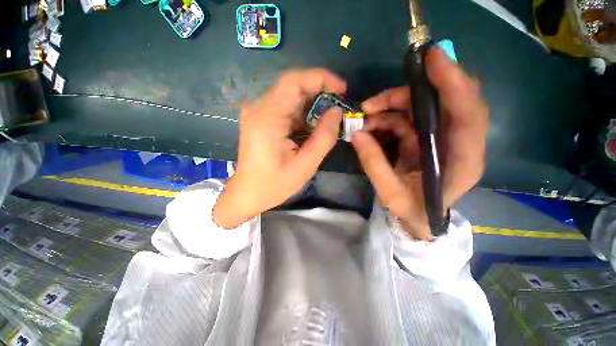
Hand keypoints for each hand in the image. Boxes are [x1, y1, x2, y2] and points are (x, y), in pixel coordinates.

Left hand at [213, 69, 346, 227]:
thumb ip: (324, 137)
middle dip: (319, 90)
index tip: (341, 88)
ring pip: (289, 95)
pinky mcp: (259, 118)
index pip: (293, 81)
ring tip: (326, 119)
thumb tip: (336, 112)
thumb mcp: (305, 166)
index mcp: (267, 119)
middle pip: (292, 85)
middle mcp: (258, 108)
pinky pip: (284, 106)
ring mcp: (256, 112)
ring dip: (311, 103)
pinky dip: (301, 112)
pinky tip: (310, 126)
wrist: (247, 193)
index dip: (320, 78)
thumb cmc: (274, 184)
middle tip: (337, 105)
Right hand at [352, 47, 488, 239]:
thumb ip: (374, 164)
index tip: (431, 59)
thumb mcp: (390, 193)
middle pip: (445, 101)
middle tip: (372, 103)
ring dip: (390, 108)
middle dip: (408, 95)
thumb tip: (356, 133)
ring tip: (363, 118)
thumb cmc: (411, 211)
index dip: (453, 83)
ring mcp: (441, 138)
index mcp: (462, 161)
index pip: (468, 114)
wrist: (419, 219)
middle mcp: (459, 143)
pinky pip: (408, 118)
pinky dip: (387, 118)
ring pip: (421, 108)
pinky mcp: (426, 138)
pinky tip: (369, 126)